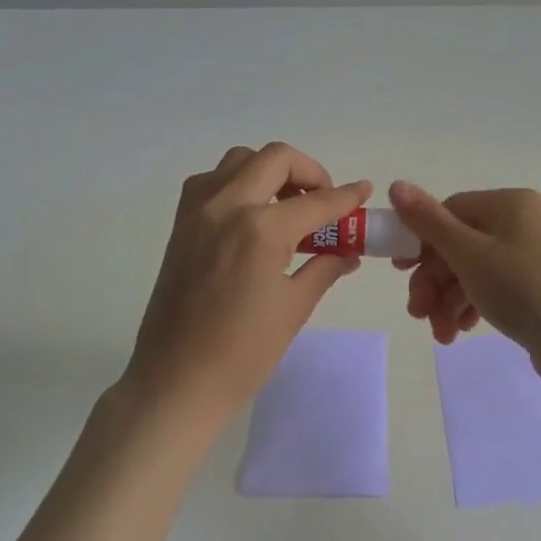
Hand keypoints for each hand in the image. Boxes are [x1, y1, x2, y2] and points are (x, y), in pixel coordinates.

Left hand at [121, 144, 370, 419]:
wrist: (176, 381)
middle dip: (309, 172)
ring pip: (239, 160)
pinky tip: (249, 216)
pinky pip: (210, 182)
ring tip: (286, 206)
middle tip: (323, 201)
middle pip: (275, 158)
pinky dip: (236, 183)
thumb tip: (348, 252)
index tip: (363, 191)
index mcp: (261, 229)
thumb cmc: (243, 353)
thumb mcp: (294, 308)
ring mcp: (198, 212)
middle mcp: (227, 206)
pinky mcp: (180, 226)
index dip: (346, 196)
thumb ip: (324, 268)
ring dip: (269, 171)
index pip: (316, 201)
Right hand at [387, 182, 540, 357]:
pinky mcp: (539, 286)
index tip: (399, 272)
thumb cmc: (522, 288)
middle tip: (417, 313)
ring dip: (448, 300)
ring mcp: (533, 255)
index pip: (450, 211)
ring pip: (474, 270)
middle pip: (460, 243)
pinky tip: (460, 331)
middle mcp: (523, 222)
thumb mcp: (468, 253)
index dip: (421, 240)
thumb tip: (396, 184)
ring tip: (440, 333)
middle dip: (433, 281)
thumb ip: (428, 221)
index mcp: (509, 203)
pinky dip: (472, 306)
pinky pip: (494, 287)